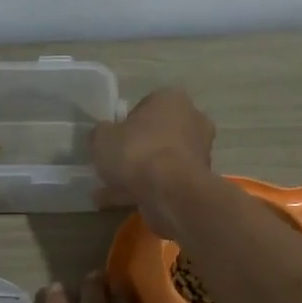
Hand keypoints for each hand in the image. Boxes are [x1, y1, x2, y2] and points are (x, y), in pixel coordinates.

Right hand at [90, 89, 214, 236]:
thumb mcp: (102, 137)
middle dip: (137, 150)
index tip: (112, 142)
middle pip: (157, 134)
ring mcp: (199, 152)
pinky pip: (167, 182)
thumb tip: (104, 135)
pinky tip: (125, 203)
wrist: (170, 193)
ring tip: (112, 191)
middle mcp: (192, 120)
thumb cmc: (137, 152)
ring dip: (141, 174)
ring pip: (162, 160)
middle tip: (114, 166)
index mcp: (171, 99)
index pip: (145, 106)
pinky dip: (149, 190)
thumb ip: (102, 133)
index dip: (125, 125)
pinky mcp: (199, 180)